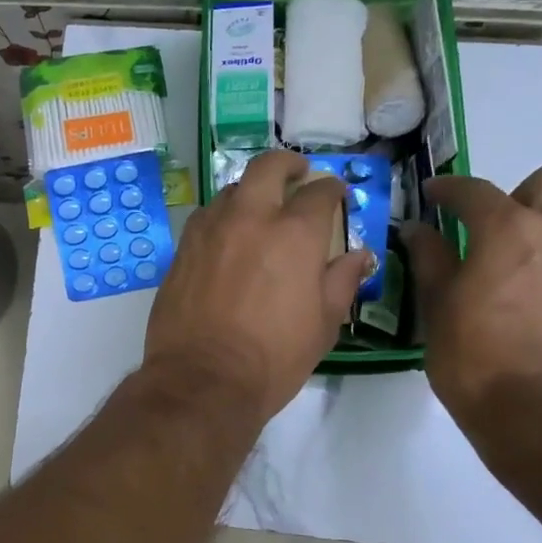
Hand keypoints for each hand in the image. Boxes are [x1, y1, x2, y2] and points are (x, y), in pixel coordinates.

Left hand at [145, 151, 371, 421]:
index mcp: (294, 233)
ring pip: (231, 190)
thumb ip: (342, 280)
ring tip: (259, 210)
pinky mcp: (182, 248)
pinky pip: (205, 217)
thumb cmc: (273, 357)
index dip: (332, 189)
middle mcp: (250, 218)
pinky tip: (227, 236)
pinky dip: (222, 216)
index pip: (319, 192)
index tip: (336, 195)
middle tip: (297, 174)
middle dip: (287, 164)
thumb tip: (359, 254)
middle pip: (267, 167)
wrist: (202, 379)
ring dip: (251, 192)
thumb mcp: (324, 323)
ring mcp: (210, 229)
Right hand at [409, 166, 541, 434]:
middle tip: (499, 232)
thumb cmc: (475, 361)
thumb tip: (418, 230)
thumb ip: (430, 259)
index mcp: (510, 231)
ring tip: (534, 289)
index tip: (435, 195)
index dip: (449, 188)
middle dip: (522, 197)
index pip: (474, 190)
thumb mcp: (437, 309)